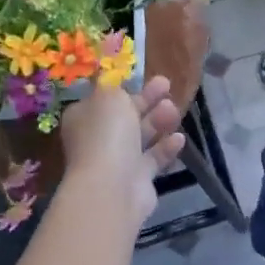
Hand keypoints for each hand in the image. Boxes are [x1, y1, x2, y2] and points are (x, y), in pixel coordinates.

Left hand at [60, 76, 185, 225]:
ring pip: (141, 136)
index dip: (124, 87)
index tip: (143, 77)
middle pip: (126, 115)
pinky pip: (153, 159)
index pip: (104, 99)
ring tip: (174, 110)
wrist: (112, 187)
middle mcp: (98, 139)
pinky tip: (180, 138)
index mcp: (84, 117)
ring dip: (159, 120)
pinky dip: (166, 148)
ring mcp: (117, 161)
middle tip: (167, 85)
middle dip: (147, 100)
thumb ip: (115, 87)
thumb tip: (113, 86)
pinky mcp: (136, 180)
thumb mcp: (109, 96)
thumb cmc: (107, 133)